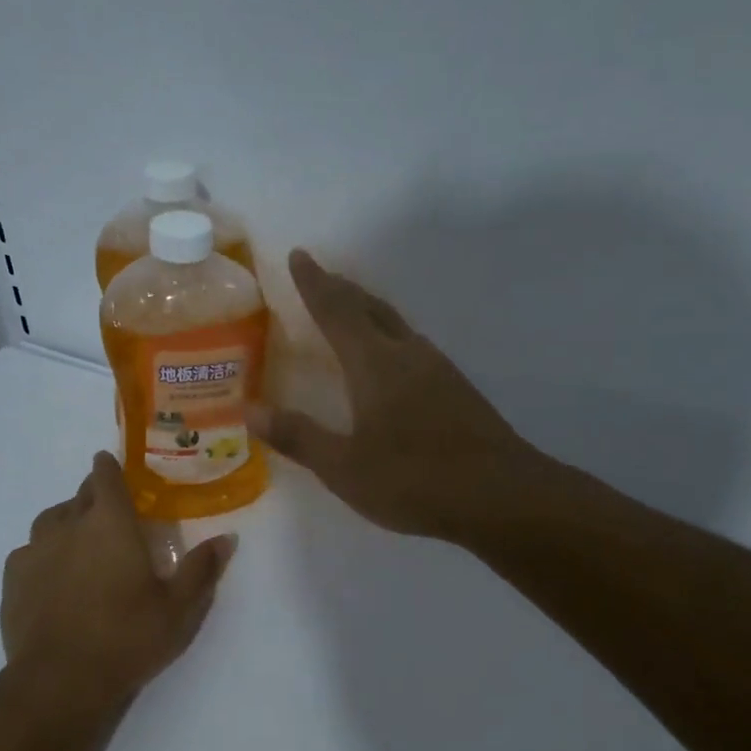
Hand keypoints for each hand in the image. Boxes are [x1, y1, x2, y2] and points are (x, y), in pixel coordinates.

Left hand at [2, 452, 234, 712]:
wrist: (59, 680)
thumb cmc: (127, 638)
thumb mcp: (178, 609)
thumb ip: (202, 569)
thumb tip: (227, 538)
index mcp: (110, 524)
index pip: (105, 476)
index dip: (109, 467)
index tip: (112, 465)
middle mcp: (68, 525)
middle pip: (79, 495)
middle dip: (94, 496)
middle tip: (110, 515)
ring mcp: (35, 550)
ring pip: (51, 520)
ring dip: (67, 522)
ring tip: (80, 543)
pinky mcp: (12, 578)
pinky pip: (29, 552)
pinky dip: (44, 554)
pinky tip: (53, 577)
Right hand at [247, 250, 537, 539]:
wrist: (500, 495)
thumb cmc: (414, 480)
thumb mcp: (344, 467)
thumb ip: (298, 436)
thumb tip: (250, 409)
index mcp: (375, 365)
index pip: (337, 311)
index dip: (315, 284)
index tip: (300, 255)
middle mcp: (408, 355)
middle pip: (371, 309)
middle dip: (342, 290)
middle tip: (322, 276)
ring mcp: (439, 371)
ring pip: (397, 326)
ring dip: (370, 312)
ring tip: (352, 311)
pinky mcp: (458, 391)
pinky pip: (414, 348)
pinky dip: (391, 339)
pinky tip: (393, 361)